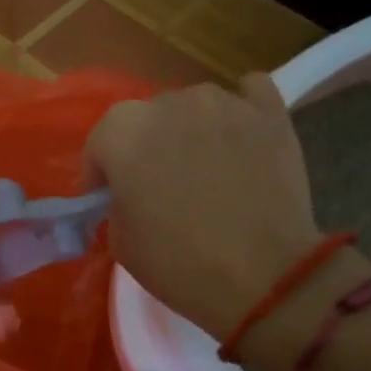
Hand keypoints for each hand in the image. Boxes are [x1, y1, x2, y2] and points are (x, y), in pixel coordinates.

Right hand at [86, 75, 320, 338]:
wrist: (266, 277)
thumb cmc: (181, 264)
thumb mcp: (122, 244)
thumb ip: (116, 204)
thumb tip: (128, 194)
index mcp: (123, 133)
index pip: (100, 143)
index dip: (101, 173)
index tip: (108, 199)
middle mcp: (169, 103)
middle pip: (148, 119)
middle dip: (148, 147)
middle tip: (160, 186)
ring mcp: (223, 102)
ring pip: (195, 106)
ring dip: (192, 130)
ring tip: (206, 165)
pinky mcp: (270, 112)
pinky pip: (249, 94)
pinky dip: (241, 112)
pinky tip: (242, 137)